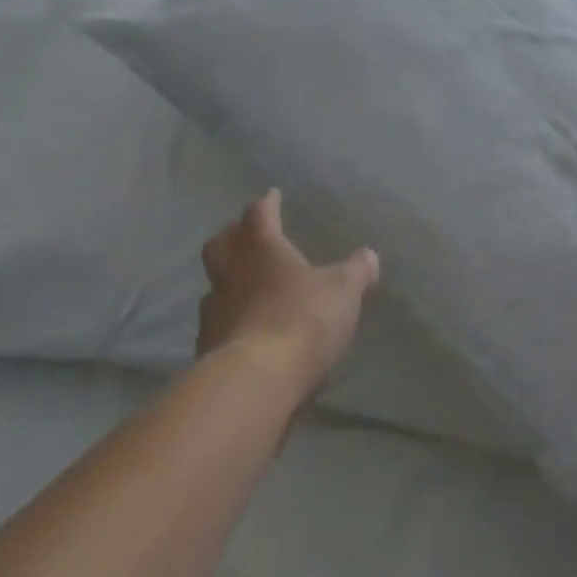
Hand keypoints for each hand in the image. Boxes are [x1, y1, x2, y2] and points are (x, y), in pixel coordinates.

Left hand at [198, 190, 378, 392]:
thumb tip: (369, 255)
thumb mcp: (343, 292)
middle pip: (221, 244)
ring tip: (243, 286)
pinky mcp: (207, 346)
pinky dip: (227, 320)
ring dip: (226, 280)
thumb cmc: (302, 320)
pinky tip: (242, 329)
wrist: (256, 380)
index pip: (259, 214)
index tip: (271, 196)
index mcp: (262, 249)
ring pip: (213, 284)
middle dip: (233, 236)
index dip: (266, 204)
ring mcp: (214, 310)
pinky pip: (214, 323)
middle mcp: (231, 272)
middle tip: (246, 236)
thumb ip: (356, 272)